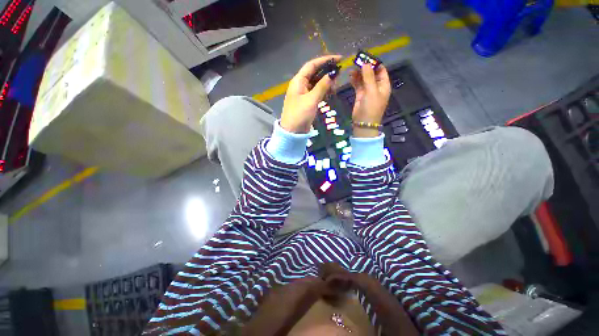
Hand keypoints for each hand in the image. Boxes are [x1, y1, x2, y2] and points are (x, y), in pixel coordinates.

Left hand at [281, 55, 341, 132]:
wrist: (292, 132)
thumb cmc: (299, 114)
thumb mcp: (311, 100)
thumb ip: (322, 86)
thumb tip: (333, 73)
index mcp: (298, 81)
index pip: (312, 65)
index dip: (325, 60)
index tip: (338, 59)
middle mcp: (300, 85)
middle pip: (314, 73)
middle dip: (326, 71)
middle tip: (339, 73)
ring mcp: (304, 94)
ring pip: (316, 83)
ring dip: (326, 82)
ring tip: (336, 83)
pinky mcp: (307, 102)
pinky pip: (316, 92)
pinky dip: (323, 91)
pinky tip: (331, 91)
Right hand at [349, 64, 390, 136]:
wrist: (363, 123)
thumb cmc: (371, 107)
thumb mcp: (371, 91)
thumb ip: (368, 77)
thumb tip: (366, 63)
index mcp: (384, 85)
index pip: (381, 70)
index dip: (374, 63)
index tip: (365, 57)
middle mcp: (376, 86)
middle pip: (371, 73)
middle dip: (365, 67)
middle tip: (356, 60)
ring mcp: (368, 91)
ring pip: (363, 79)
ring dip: (358, 73)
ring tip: (352, 68)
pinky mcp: (360, 95)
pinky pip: (358, 85)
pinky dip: (354, 80)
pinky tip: (350, 76)